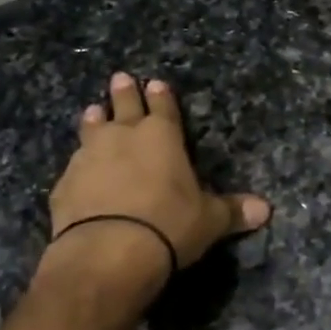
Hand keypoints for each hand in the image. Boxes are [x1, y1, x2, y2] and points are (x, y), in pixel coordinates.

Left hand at [47, 73, 270, 286]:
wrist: (108, 252)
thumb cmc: (168, 226)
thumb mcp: (209, 221)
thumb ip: (233, 211)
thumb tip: (266, 210)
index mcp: (162, 136)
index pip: (163, 107)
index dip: (161, 95)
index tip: (155, 82)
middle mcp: (123, 137)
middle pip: (123, 106)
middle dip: (124, 92)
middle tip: (120, 77)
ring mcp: (89, 157)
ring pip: (91, 129)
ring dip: (93, 120)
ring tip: (92, 111)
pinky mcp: (64, 184)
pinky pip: (73, 168)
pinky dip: (78, 166)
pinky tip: (76, 171)